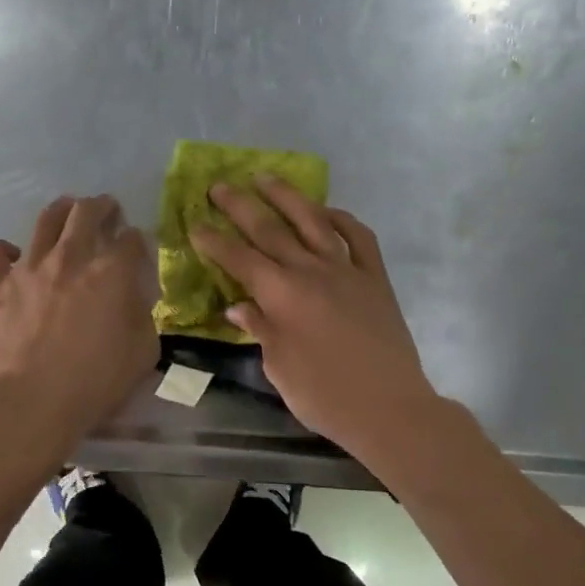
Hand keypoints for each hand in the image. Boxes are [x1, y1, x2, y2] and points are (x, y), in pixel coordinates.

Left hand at [0, 195, 156, 447]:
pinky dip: (4, 250)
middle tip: (106, 212)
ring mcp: (29, 267)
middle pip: (88, 212)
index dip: (138, 240)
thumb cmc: (93, 383)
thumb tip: (133, 297)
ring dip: (61, 211)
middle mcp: (71, 258)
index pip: (132, 238)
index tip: (137, 248)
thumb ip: (142, 315)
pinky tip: (12, 259)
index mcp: (112, 273)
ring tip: (66, 215)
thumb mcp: (142, 353)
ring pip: (45, 219)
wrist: (29, 403)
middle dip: (102, 206)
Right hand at [190, 176, 441, 455]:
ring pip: (313, 221)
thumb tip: (239, 306)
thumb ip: (261, 329)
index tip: (195, 223)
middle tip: (219, 186)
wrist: (388, 407)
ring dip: (287, 197)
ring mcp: (347, 270)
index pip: (239, 259)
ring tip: (266, 178)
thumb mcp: (280, 368)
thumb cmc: (325, 396)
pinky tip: (327, 213)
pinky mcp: (376, 278)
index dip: (214, 241)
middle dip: (240, 206)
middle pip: (270, 230)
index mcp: (282, 296)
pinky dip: (342, 220)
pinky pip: (359, 238)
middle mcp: (311, 272)